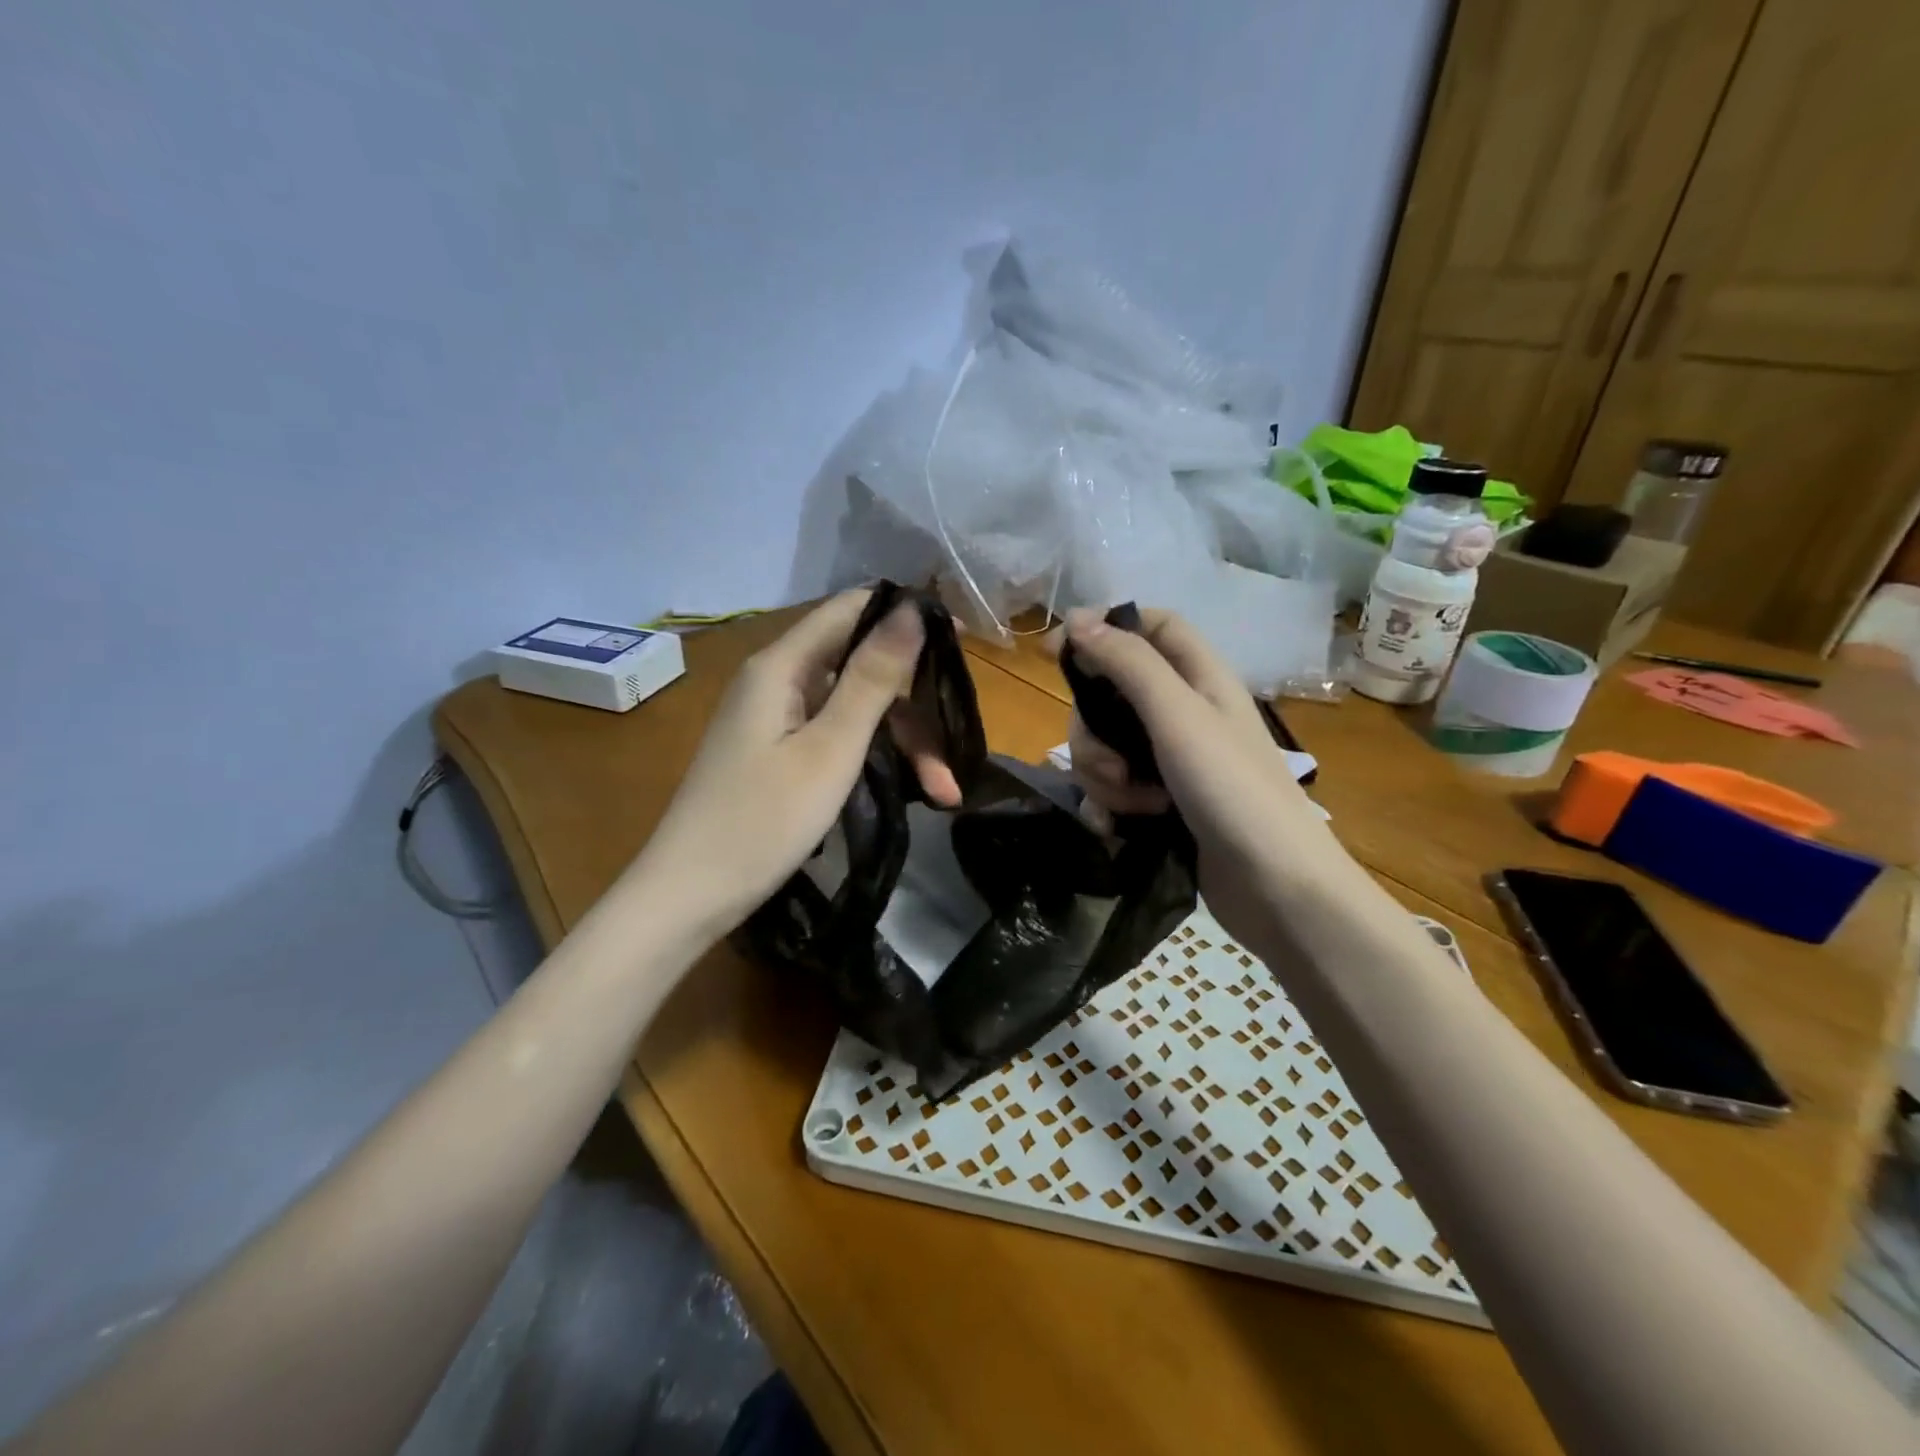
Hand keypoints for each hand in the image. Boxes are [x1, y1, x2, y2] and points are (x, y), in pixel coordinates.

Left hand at [634, 590, 960, 937]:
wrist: (690, 896)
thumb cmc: (762, 821)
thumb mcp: (830, 748)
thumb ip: (872, 678)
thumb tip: (911, 608)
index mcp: (781, 665)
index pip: (851, 609)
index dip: (907, 616)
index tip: (962, 642)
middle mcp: (777, 681)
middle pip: (860, 667)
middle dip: (914, 707)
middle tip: (955, 753)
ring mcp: (777, 719)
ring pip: (855, 709)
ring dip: (902, 744)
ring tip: (943, 792)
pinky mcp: (779, 752)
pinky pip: (837, 736)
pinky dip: (874, 758)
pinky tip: (908, 789)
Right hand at [1062, 607, 1341, 949]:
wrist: (1276, 887)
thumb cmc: (1232, 789)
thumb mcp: (1178, 716)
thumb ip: (1128, 664)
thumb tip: (1077, 619)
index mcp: (1200, 678)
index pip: (1152, 626)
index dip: (1107, 625)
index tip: (1058, 648)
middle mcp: (1185, 713)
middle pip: (1114, 692)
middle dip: (1094, 728)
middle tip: (1110, 763)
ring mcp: (1172, 761)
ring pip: (1107, 744)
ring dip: (1103, 774)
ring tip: (1133, 805)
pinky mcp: (1162, 803)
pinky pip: (1114, 787)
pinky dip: (1109, 804)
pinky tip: (1116, 827)